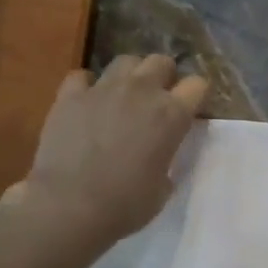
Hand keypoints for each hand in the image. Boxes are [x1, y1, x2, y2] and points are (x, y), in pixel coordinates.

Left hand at [9, 54, 207, 246]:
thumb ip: (167, 160)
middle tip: (156, 99)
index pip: (197, 84)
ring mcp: (103, 89)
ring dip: (130, 75)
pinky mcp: (70, 96)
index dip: (195, 95)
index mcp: (172, 114)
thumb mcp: (163, 187)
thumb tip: (158, 154)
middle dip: (164, 76)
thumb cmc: (126, 205)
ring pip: (125, 61)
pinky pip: (82, 77)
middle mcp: (141, 91)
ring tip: (123, 95)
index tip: (189, 108)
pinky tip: (86, 102)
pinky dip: (87, 86)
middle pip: (161, 62)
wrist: (70, 206)